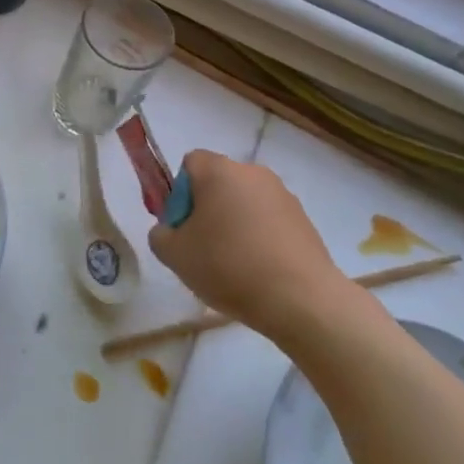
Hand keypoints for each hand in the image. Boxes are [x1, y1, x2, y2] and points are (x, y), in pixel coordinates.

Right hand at [149, 150, 354, 338]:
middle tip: (202, 248)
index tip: (183, 227)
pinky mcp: (304, 219)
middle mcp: (252, 172)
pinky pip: (269, 220)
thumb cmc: (228, 266)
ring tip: (234, 265)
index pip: (189, 163)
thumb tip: (169, 230)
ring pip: (245, 202)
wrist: (300, 299)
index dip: (179, 193)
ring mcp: (283, 194)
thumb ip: (160, 234)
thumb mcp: (175, 255)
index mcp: (219, 171)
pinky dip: (260, 237)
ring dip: (234, 224)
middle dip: (207, 209)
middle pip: (218, 182)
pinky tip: (260, 271)